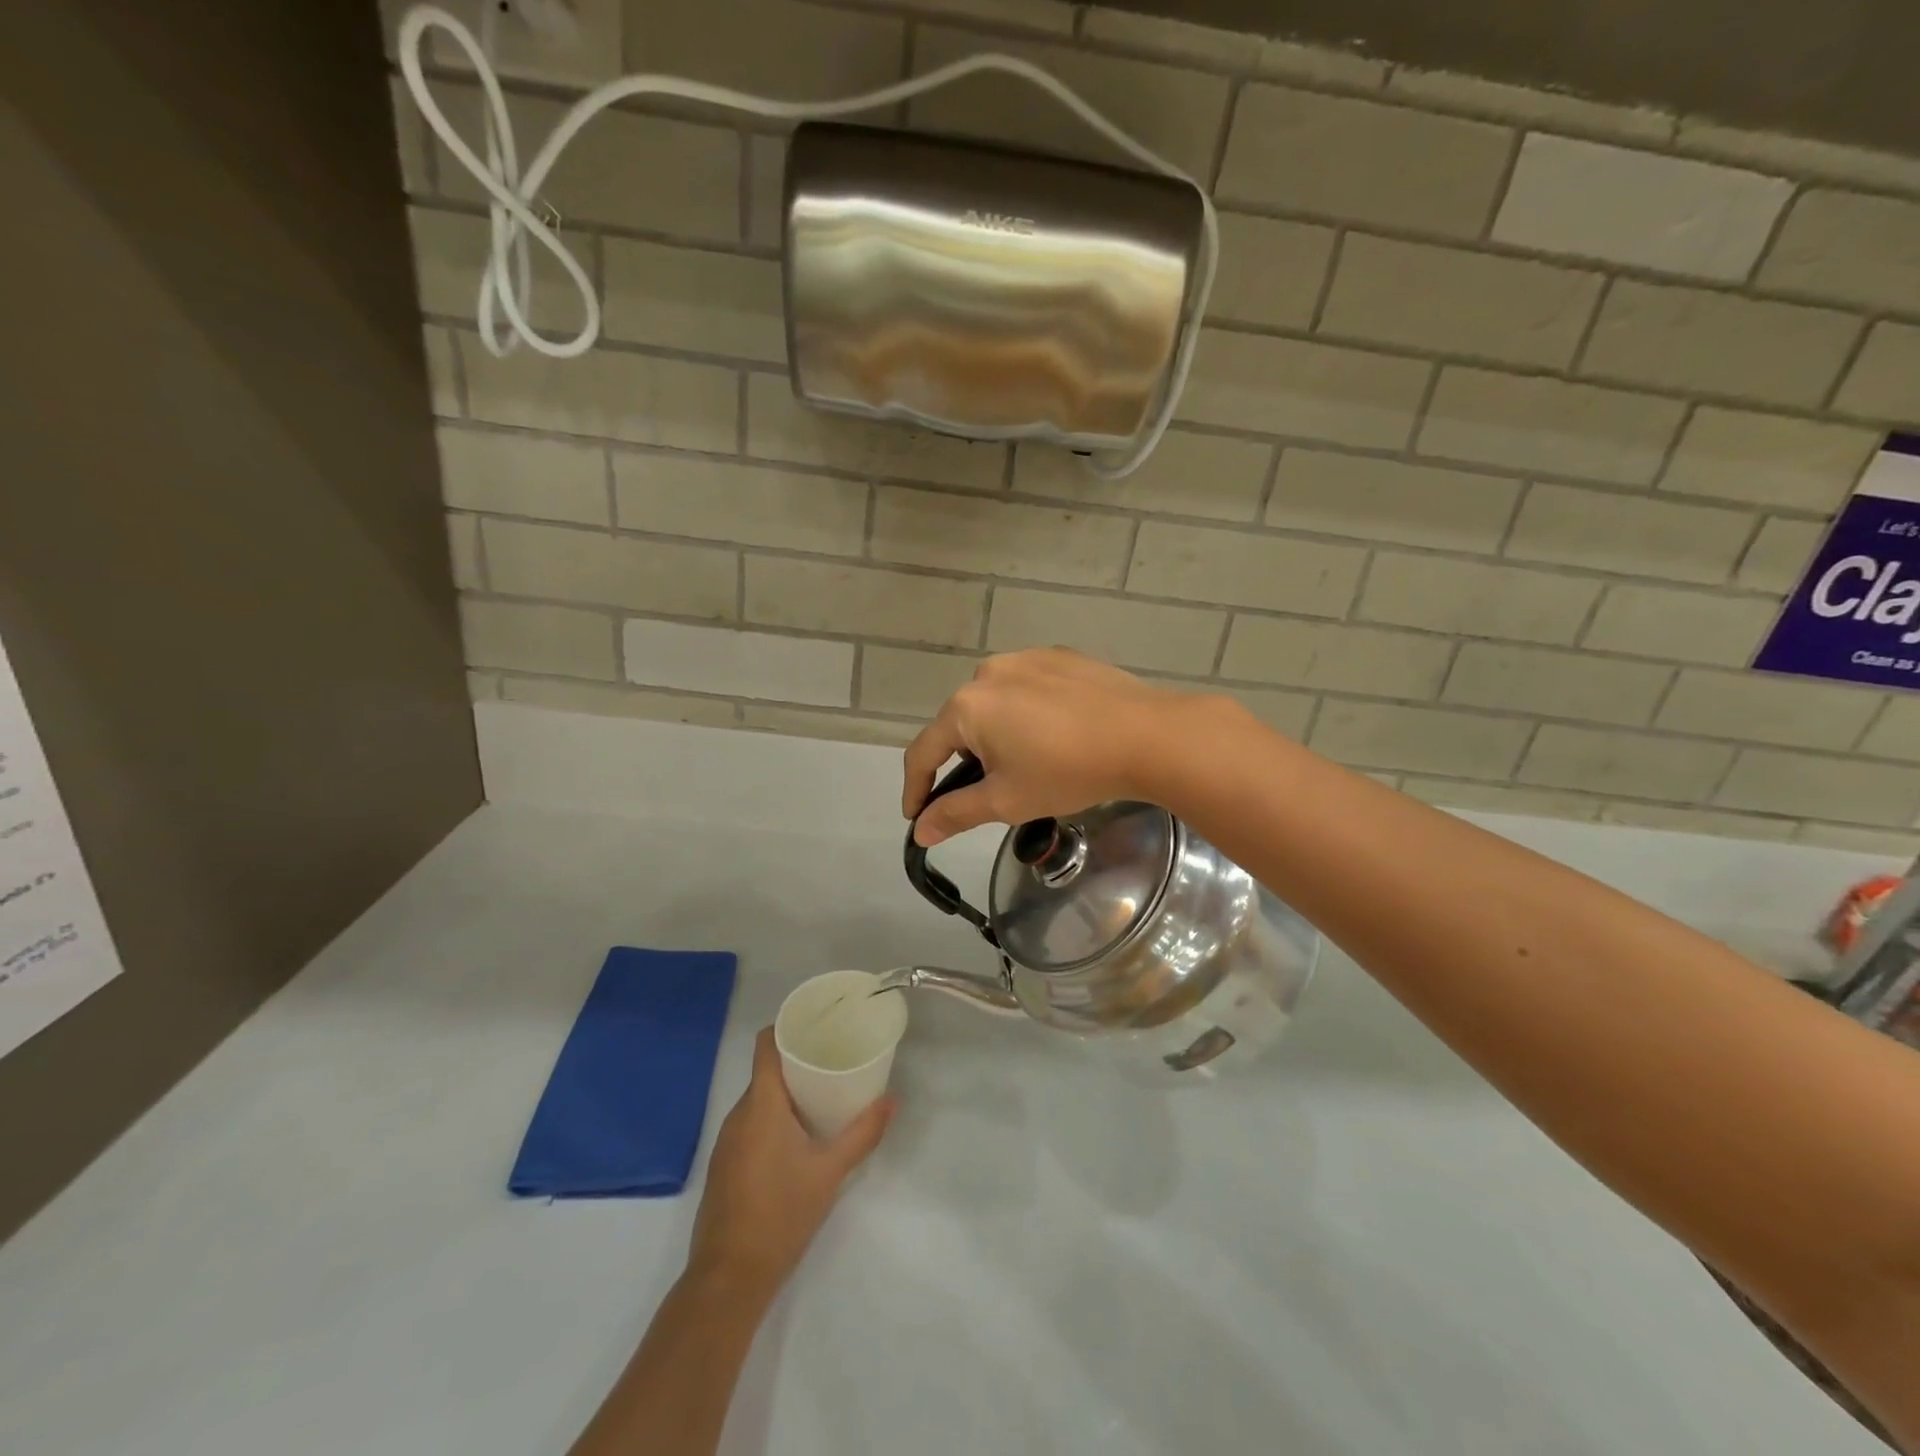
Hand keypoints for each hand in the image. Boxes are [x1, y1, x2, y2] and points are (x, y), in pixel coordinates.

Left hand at [687, 1029, 893, 1296]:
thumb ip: (863, 1133)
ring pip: (759, 1099)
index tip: (818, 1023)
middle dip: (798, 1060)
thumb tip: (892, 1100)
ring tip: (824, 1091)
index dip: (788, 1026)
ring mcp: (727, 1141)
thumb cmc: (781, 1214)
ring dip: (787, 1091)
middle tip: (834, 1057)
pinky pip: (751, 1123)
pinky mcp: (726, 1165)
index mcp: (761, 1105)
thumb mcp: (830, 1172)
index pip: (766, 1045)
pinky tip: (800, 1133)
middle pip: (766, 1070)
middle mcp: (738, 1114)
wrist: (729, 1279)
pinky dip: (774, 1116)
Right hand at [902, 649, 1205, 845]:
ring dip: (996, 734)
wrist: (1146, 736)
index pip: (923, 752)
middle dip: (964, 761)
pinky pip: (1026, 688)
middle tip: (989, 792)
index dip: (916, 789)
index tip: (917, 817)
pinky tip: (1056, 734)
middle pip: (959, 725)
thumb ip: (956, 813)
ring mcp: (1026, 658)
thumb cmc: (1067, 771)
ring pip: (994, 704)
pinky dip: (1027, 713)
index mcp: (967, 706)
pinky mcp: (1059, 656)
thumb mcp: (1006, 800)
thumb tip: (921, 831)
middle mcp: (988, 672)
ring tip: (1029, 761)